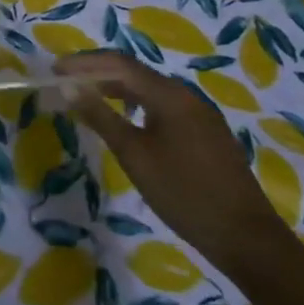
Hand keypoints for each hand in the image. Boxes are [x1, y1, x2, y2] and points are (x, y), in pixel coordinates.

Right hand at [58, 52, 290, 277]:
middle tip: (66, 83)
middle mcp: (186, 95)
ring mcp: (200, 114)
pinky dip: (136, 105)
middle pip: (134, 72)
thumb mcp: (135, 156)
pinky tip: (127, 122)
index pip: (118, 64)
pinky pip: (163, 106)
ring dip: (116, 89)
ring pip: (149, 90)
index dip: (84, 63)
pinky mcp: (206, 134)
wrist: (248, 240)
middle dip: (97, 73)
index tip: (55, 71)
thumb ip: (101, 117)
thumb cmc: (185, 194)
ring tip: (88, 99)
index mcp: (169, 95)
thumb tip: (69, 88)